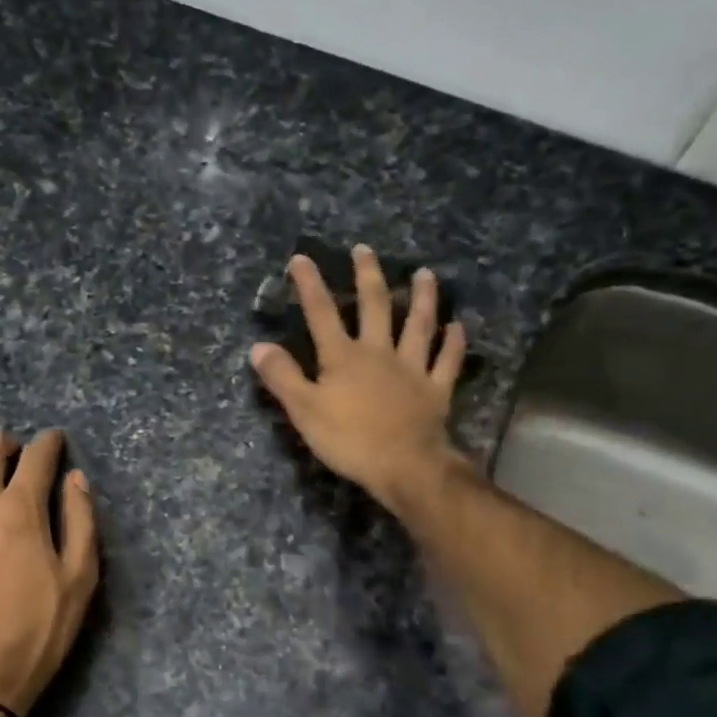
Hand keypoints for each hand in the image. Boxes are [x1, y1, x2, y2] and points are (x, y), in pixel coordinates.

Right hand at [250, 245, 467, 513]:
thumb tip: (259, 347)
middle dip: (368, 276)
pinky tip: (458, 326)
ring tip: (426, 274)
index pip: (321, 313)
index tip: (301, 259)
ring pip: (418, 325)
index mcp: (343, 357)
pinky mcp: (436, 390)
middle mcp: (379, 353)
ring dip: (423, 298)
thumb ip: (282, 377)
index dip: (309, 285)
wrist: (404, 467)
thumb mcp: (304, 411)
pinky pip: (447, 361)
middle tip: (365, 250)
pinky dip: (453, 342)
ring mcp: (412, 368)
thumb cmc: (349, 440)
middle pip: (374, 306)